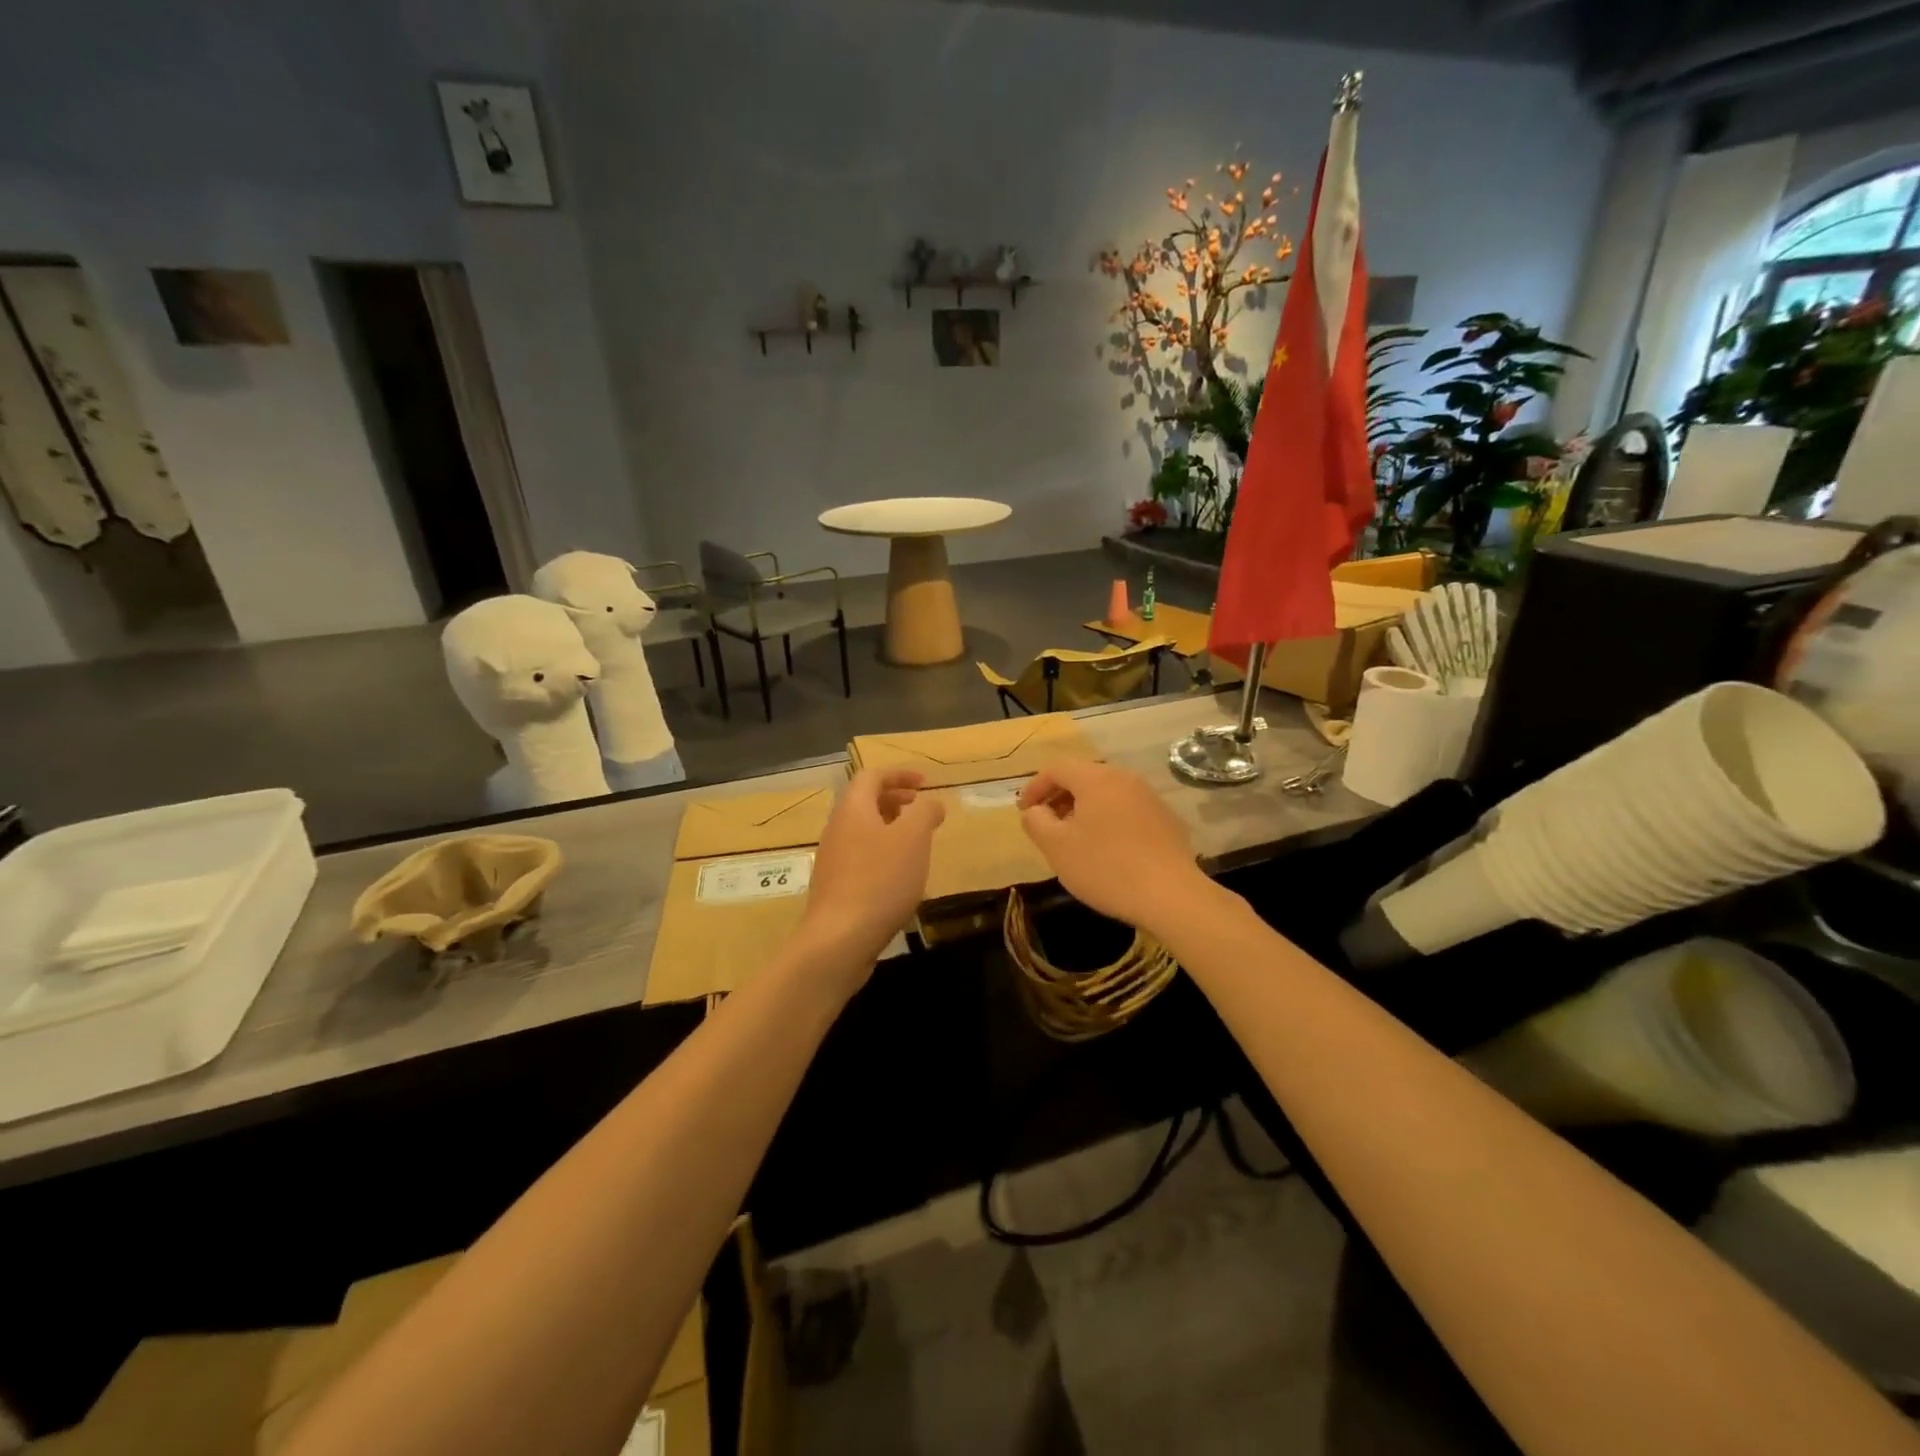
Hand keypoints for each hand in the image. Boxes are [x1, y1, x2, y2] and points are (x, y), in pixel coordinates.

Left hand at [800, 769, 944, 972]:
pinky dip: (882, 853)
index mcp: (853, 809)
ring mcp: (833, 860)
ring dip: (890, 827)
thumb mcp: (913, 839)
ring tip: (916, 841)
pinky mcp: (835, 887)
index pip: (871, 776)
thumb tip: (931, 803)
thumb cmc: (880, 880)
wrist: (839, 939)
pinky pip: (860, 857)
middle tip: (920, 806)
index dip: (899, 773)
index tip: (925, 782)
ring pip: (862, 831)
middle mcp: (837, 829)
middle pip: (864, 802)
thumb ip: (925, 813)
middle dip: (895, 798)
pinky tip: (901, 876)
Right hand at [1018, 760, 1211, 935]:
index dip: (1035, 787)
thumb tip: (1034, 811)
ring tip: (1074, 838)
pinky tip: (1107, 849)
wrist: (1171, 896)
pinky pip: (1127, 810)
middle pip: (1083, 777)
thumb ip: (1036, 822)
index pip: (1057, 769)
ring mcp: (1150, 798)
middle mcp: (1125, 779)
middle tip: (1046, 824)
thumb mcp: (1057, 847)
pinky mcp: (1166, 820)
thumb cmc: (1106, 868)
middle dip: (1059, 797)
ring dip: (1084, 809)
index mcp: (1096, 779)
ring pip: (1107, 794)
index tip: (1023, 812)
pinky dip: (1108, 820)